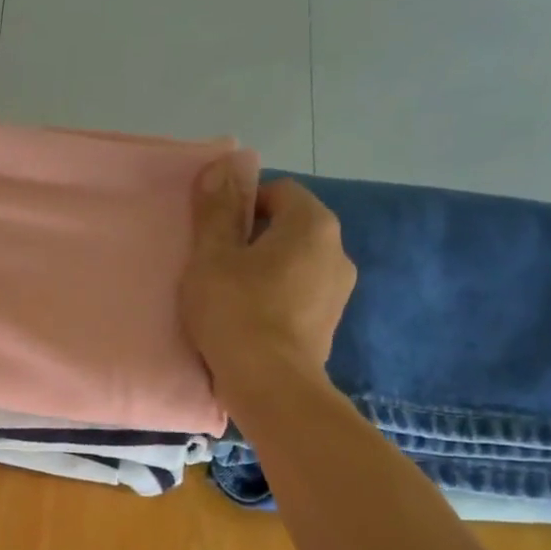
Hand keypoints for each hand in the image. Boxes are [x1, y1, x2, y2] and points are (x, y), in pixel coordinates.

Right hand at [180, 152, 354, 395]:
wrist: (270, 385)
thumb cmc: (236, 312)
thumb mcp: (211, 257)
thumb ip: (216, 209)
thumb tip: (223, 164)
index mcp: (312, 224)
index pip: (278, 192)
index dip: (241, 207)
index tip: (214, 237)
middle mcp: (337, 250)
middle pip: (289, 229)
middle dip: (254, 241)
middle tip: (217, 268)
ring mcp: (339, 290)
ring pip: (295, 264)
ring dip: (266, 272)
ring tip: (232, 299)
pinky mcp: (330, 324)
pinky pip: (300, 296)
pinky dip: (277, 300)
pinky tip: (251, 323)